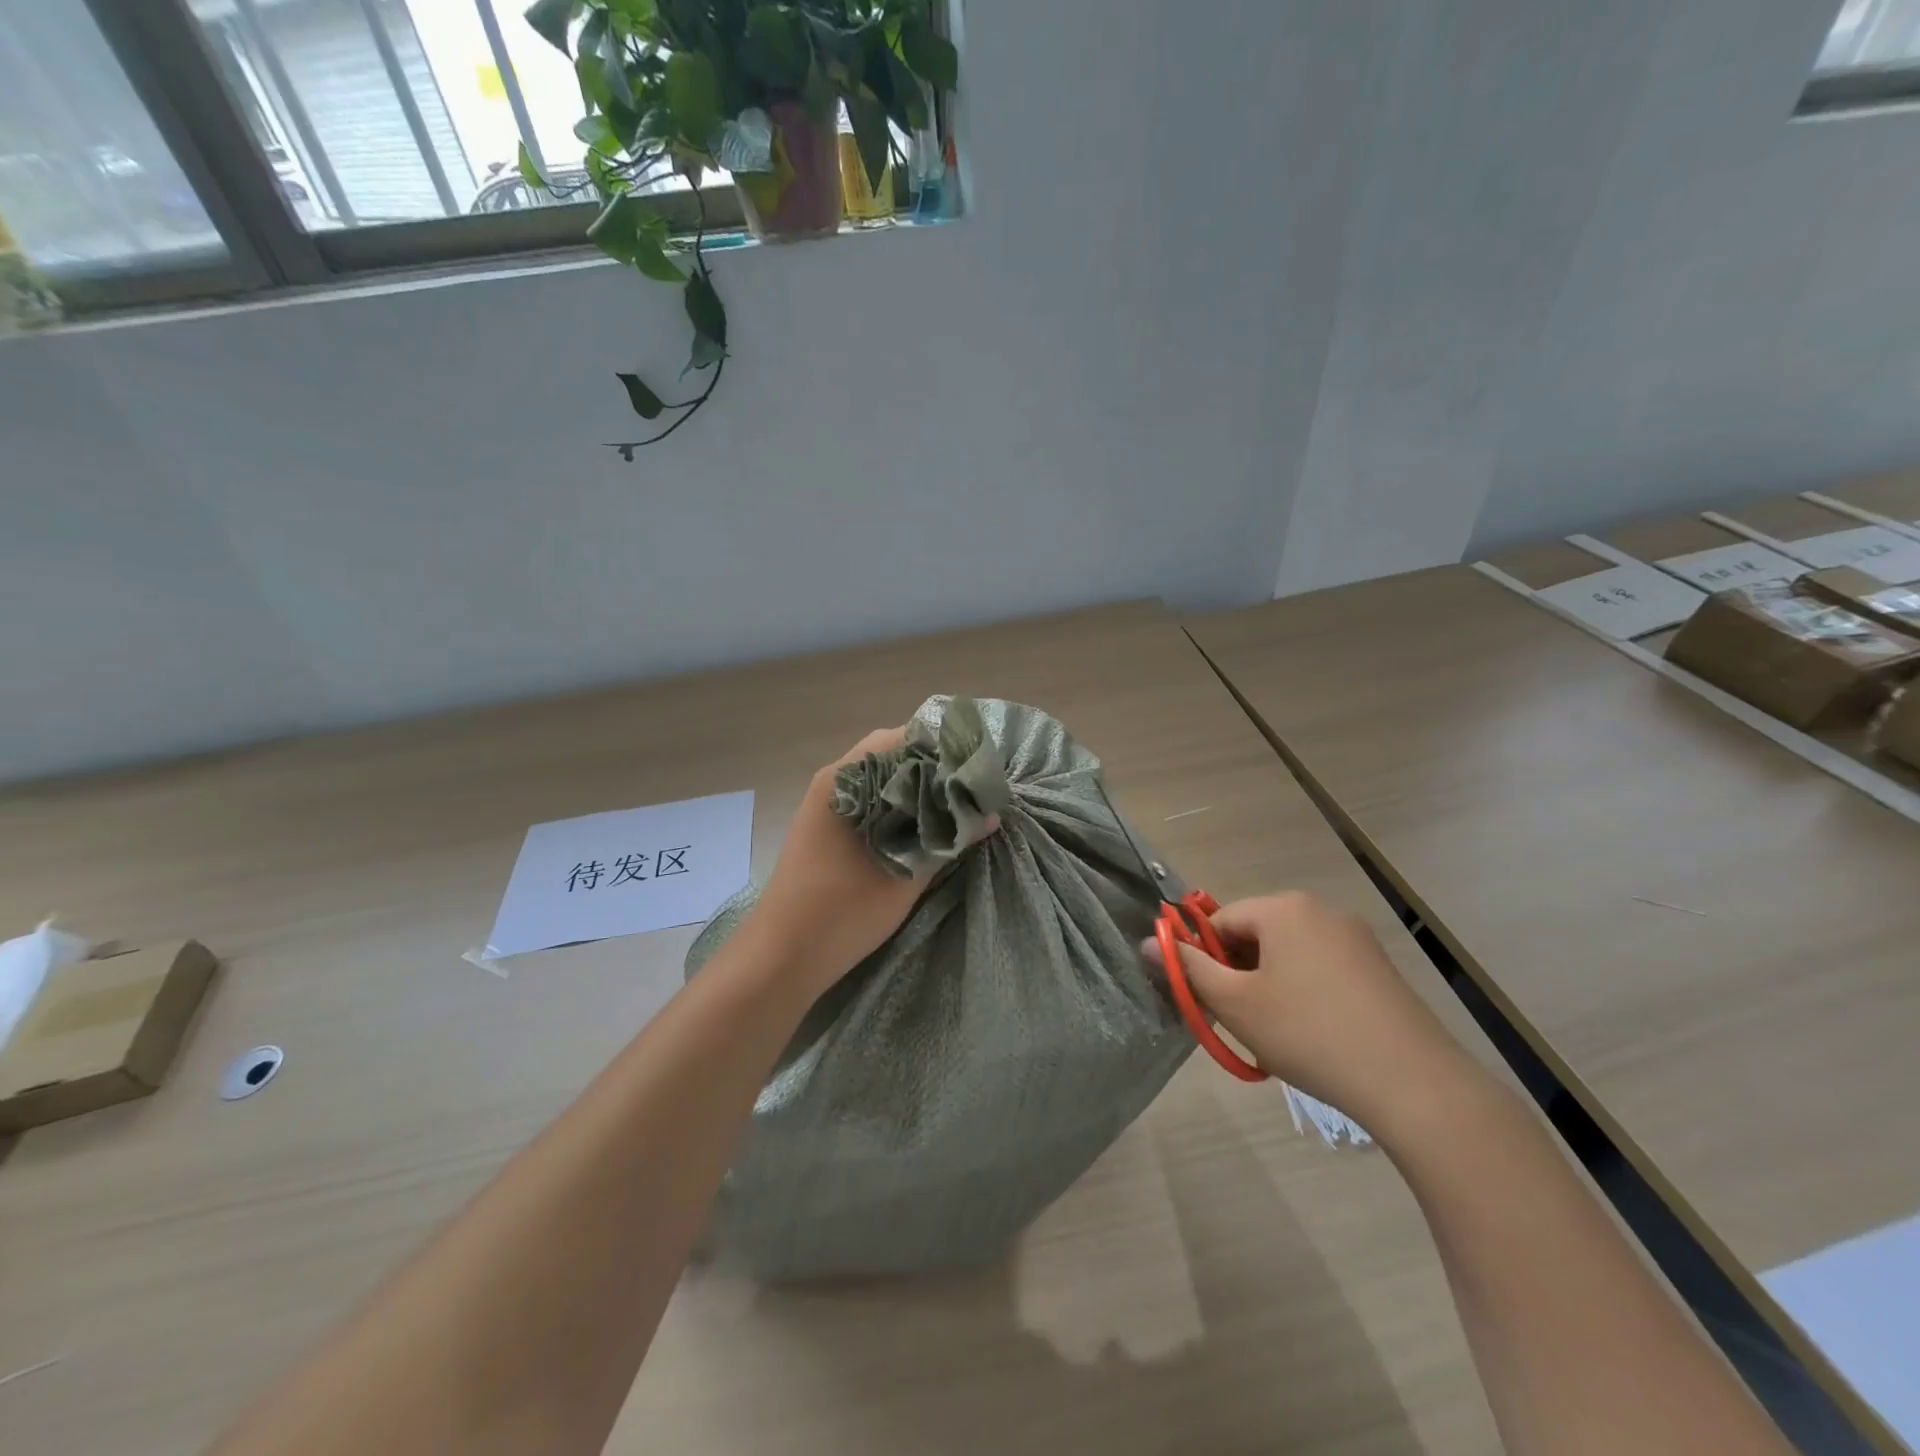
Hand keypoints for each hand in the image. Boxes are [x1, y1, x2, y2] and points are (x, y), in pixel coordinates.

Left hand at [745, 728, 992, 995]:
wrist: (781, 957)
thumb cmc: (841, 913)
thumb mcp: (906, 877)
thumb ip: (948, 840)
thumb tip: (990, 815)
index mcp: (847, 779)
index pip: (904, 737)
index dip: (944, 747)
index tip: (978, 766)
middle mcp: (835, 781)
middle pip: (894, 756)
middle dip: (935, 769)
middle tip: (973, 790)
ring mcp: (827, 804)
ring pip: (882, 781)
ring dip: (917, 790)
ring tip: (956, 808)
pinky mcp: (826, 827)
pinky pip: (870, 801)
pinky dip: (899, 807)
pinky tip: (924, 828)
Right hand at [1146, 892, 1484, 1141]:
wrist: (1412, 1083)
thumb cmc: (1308, 1033)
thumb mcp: (1236, 1003)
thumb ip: (1189, 968)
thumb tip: (1148, 941)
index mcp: (1283, 908)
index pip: (1221, 920)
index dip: (1205, 958)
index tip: (1208, 999)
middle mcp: (1320, 910)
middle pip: (1257, 933)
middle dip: (1239, 971)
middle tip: (1239, 1019)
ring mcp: (1356, 938)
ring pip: (1289, 953)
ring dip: (1269, 983)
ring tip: (1276, 1031)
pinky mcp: (1379, 968)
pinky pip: (1322, 967)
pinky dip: (1304, 991)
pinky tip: (1313, 1033)